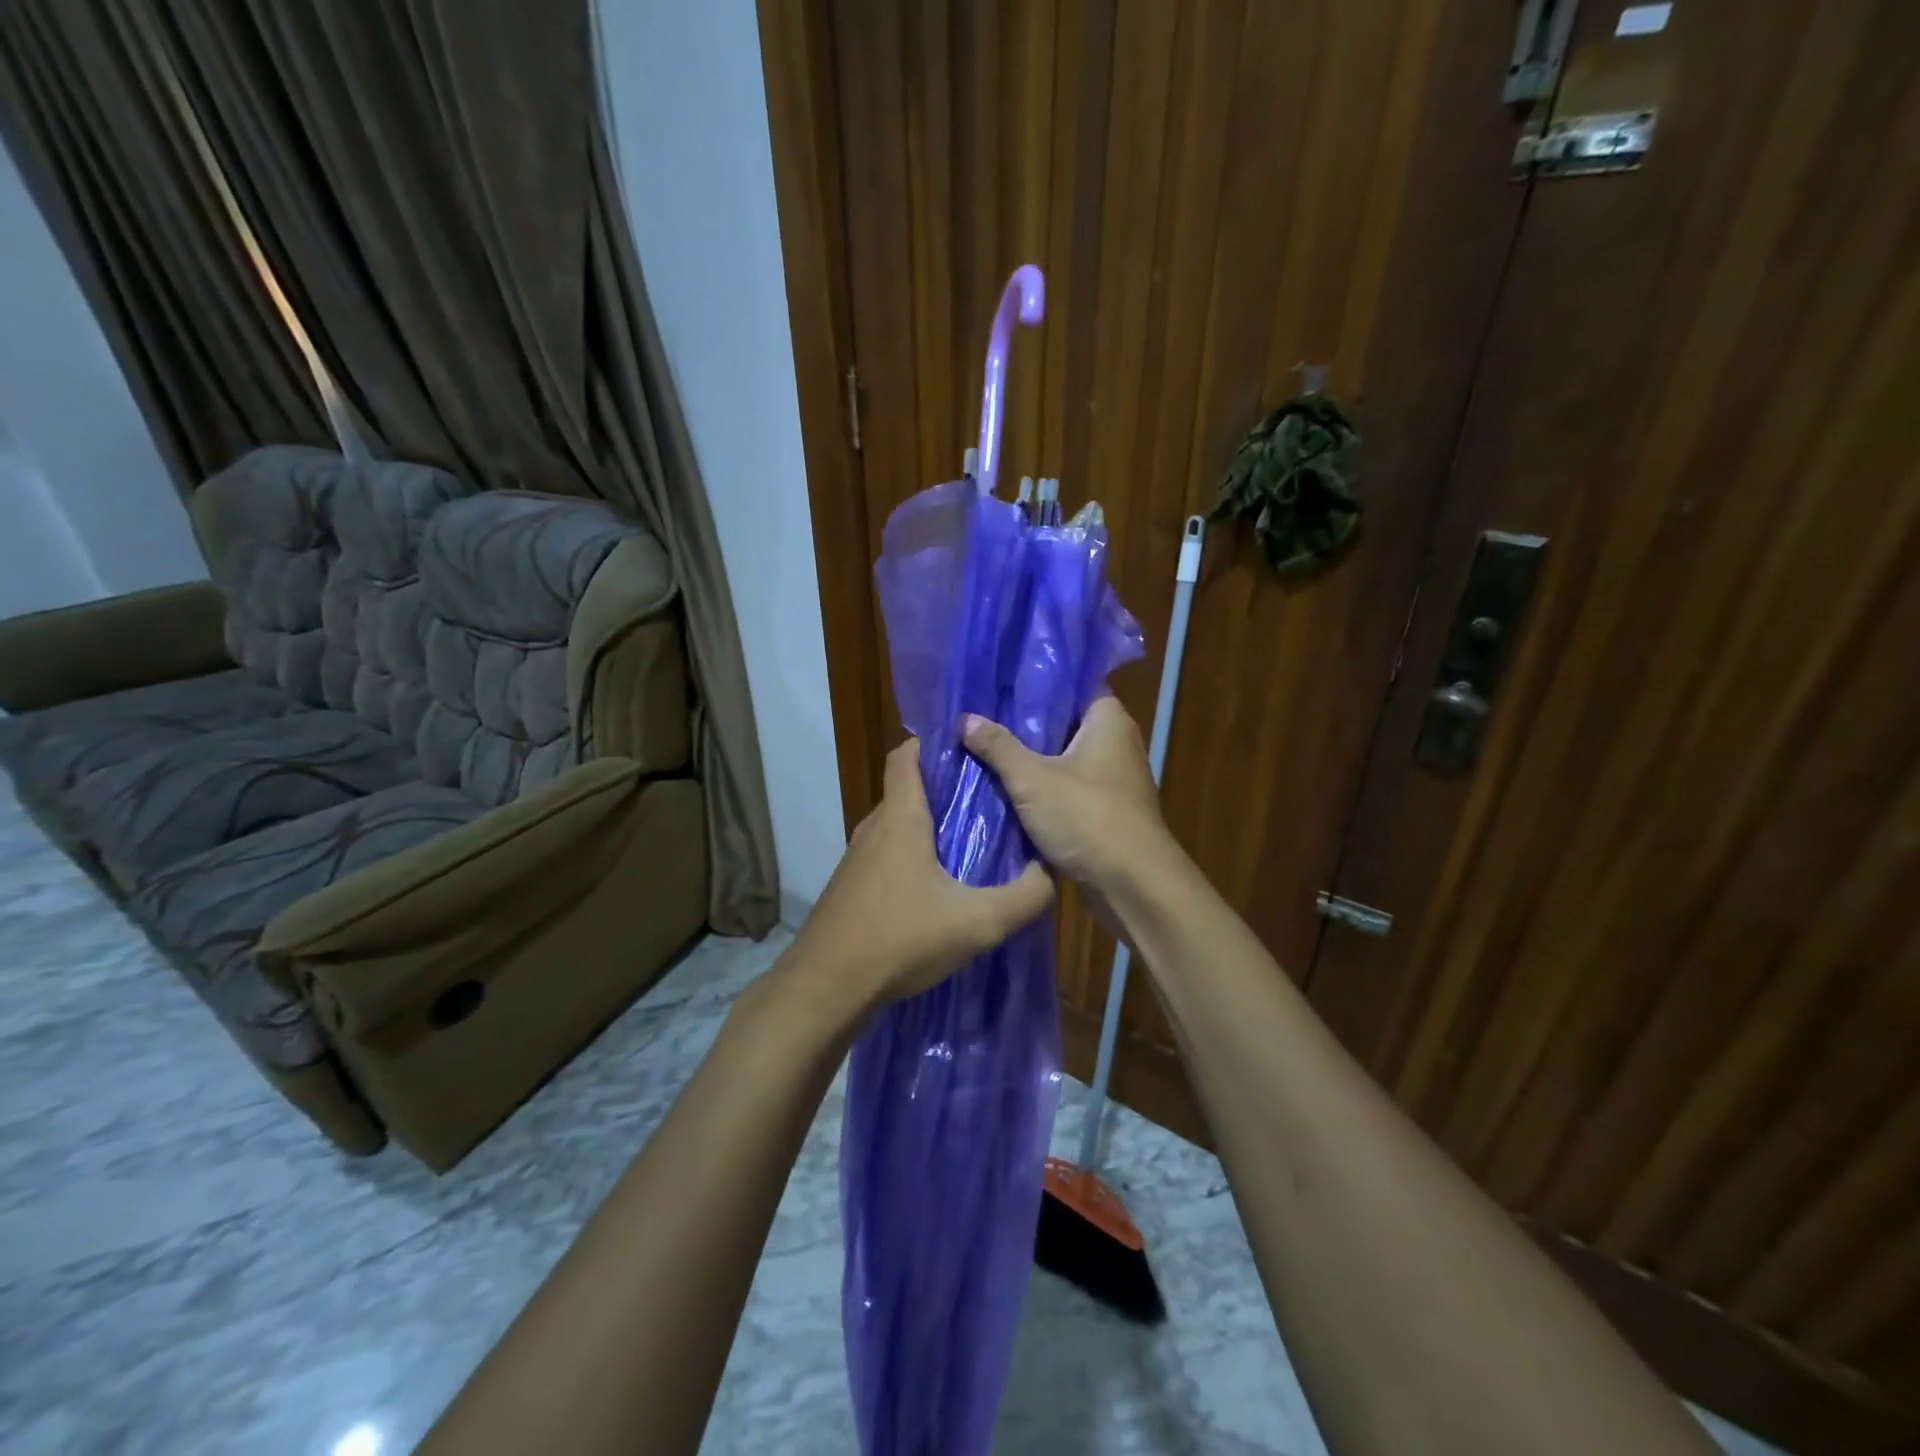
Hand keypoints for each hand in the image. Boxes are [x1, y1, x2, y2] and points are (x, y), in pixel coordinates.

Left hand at [786, 737, 1054, 1008]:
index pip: (906, 757)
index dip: (932, 745)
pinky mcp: (848, 889)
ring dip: (925, 827)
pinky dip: (909, 857)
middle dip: (942, 790)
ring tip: (966, 843)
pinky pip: (884, 857)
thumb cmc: (900, 939)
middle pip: (905, 792)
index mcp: (900, 819)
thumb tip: (1047, 874)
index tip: (967, 749)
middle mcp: (873, 830)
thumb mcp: (977, 922)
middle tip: (985, 801)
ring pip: (894, 827)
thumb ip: (1023, 898)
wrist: (825, 988)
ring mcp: (855, 860)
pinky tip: (933, 889)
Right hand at [961, 696, 1173, 895]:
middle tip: (981, 719)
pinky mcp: (1108, 811)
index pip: (1073, 686)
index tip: (998, 685)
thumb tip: (964, 718)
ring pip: (1065, 759)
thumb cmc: (1087, 817)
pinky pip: (1069, 789)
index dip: (1037, 684)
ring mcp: (1115, 780)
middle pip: (1065, 724)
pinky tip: (1008, 792)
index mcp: (1109, 720)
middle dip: (1026, 725)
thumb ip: (998, 747)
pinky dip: (1044, 790)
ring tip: (985, 752)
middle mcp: (1117, 743)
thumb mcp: (1032, 779)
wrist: (1133, 884)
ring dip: (1033, 761)